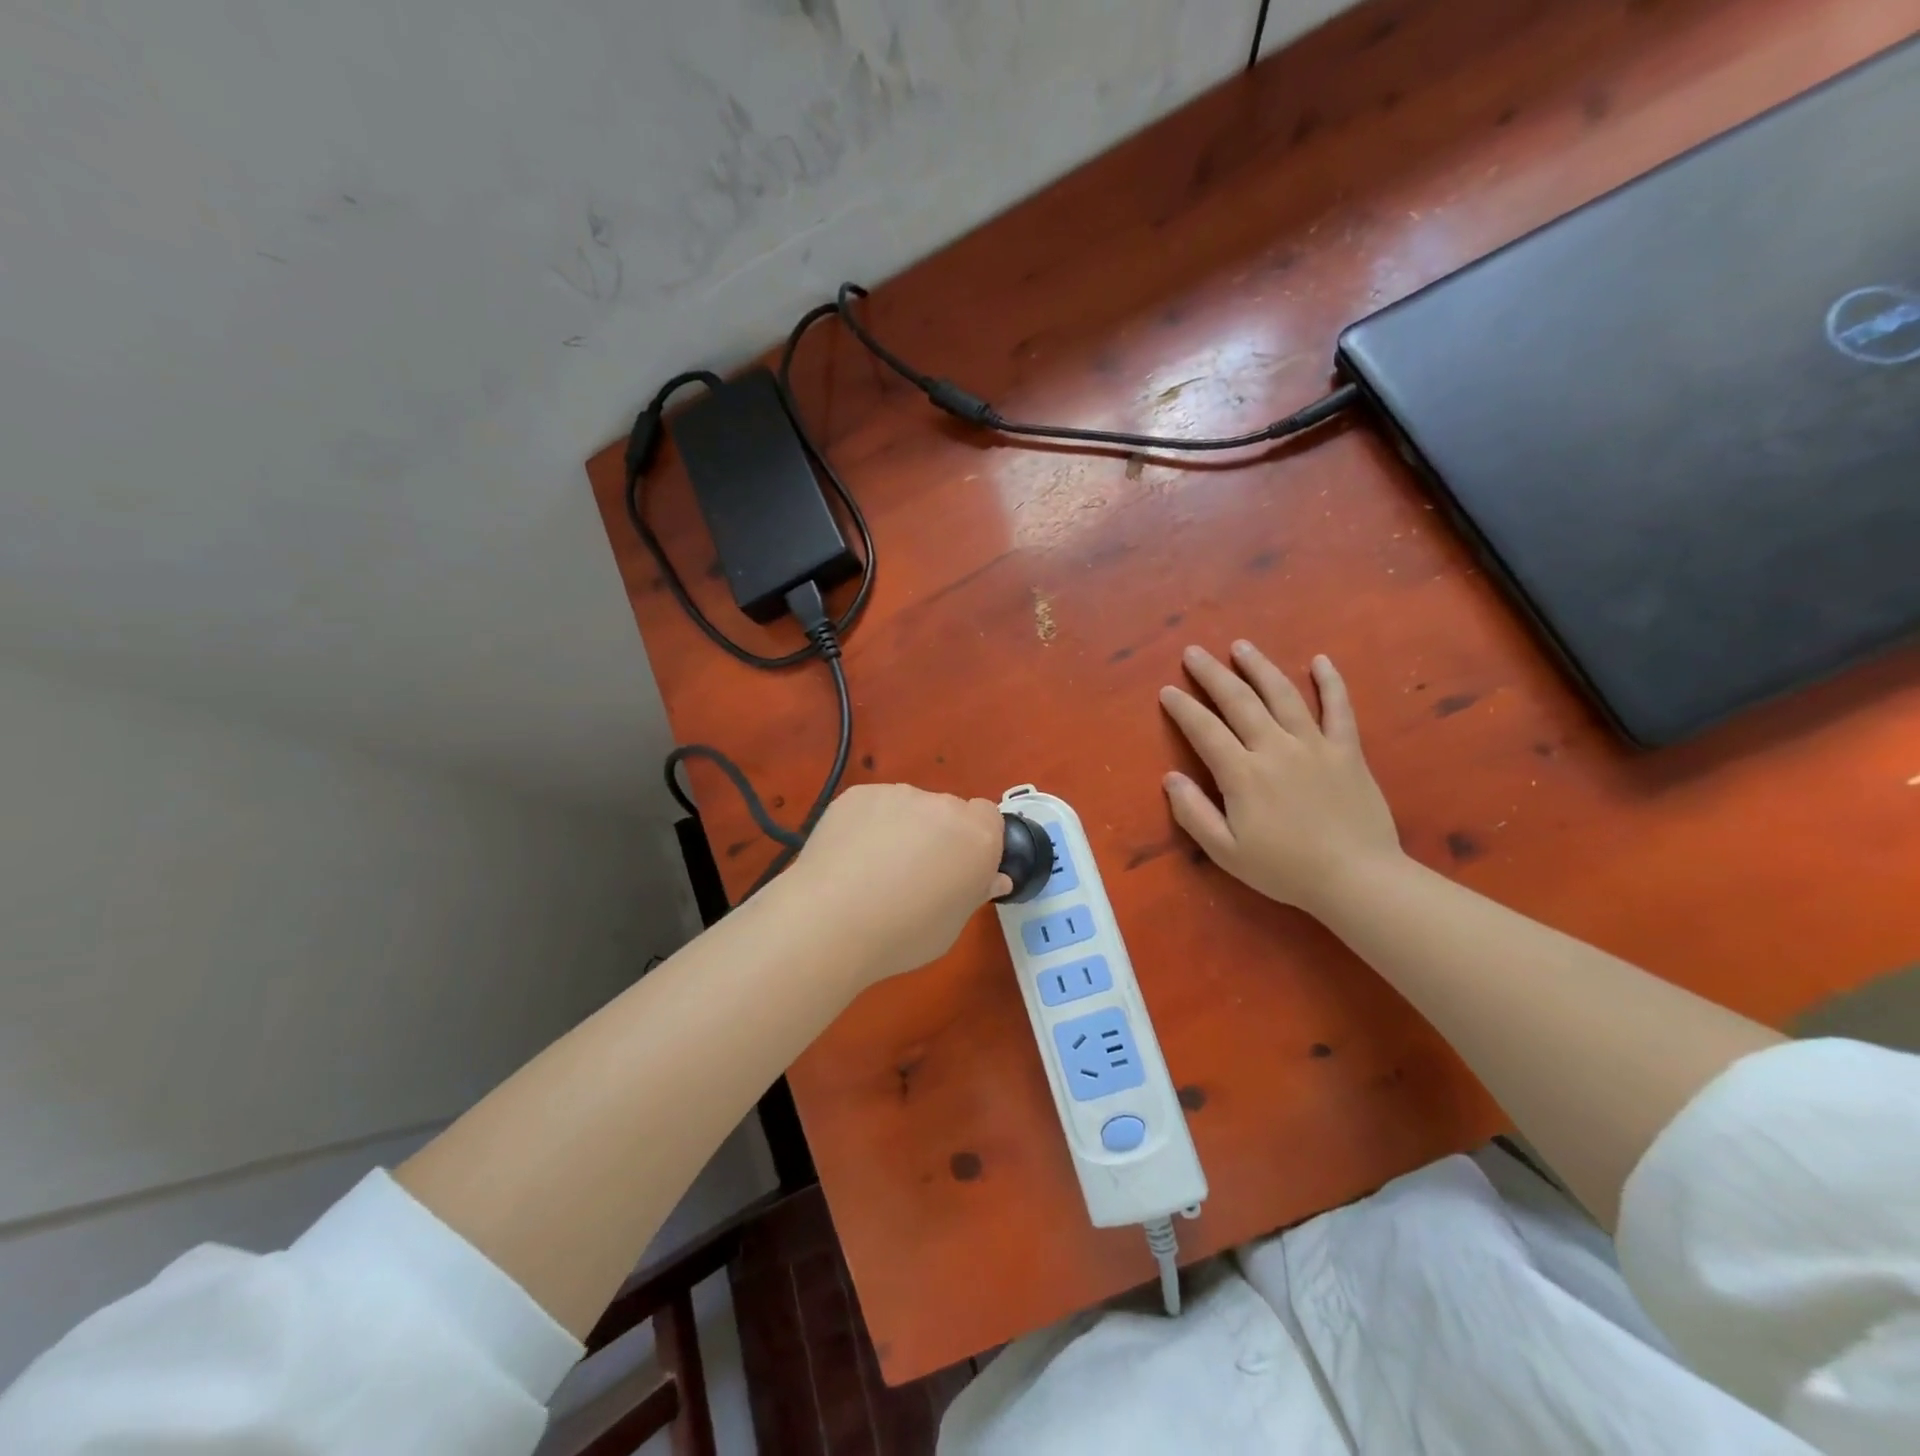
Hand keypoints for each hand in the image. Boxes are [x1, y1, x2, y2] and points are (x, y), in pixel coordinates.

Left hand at [784, 784, 1010, 984]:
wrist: (831, 921)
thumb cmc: (903, 935)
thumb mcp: (951, 927)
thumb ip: (974, 893)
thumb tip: (992, 878)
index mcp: (977, 836)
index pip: (989, 818)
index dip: (975, 842)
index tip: (958, 870)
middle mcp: (943, 806)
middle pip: (948, 812)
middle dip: (938, 835)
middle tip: (914, 874)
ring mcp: (898, 794)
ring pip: (909, 807)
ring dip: (902, 828)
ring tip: (873, 868)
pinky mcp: (859, 794)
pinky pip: (874, 806)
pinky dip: (868, 824)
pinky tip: (848, 857)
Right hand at [1159, 641, 1402, 914]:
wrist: (1357, 879)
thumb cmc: (1286, 869)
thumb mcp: (1226, 852)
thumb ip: (1194, 814)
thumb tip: (1170, 778)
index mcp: (1243, 774)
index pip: (1205, 730)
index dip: (1183, 708)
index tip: (1167, 691)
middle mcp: (1275, 748)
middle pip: (1239, 701)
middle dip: (1212, 674)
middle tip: (1194, 652)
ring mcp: (1315, 745)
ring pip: (1282, 694)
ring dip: (1259, 667)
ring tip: (1241, 646)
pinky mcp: (1347, 750)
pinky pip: (1339, 708)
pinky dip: (1330, 682)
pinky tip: (1320, 660)